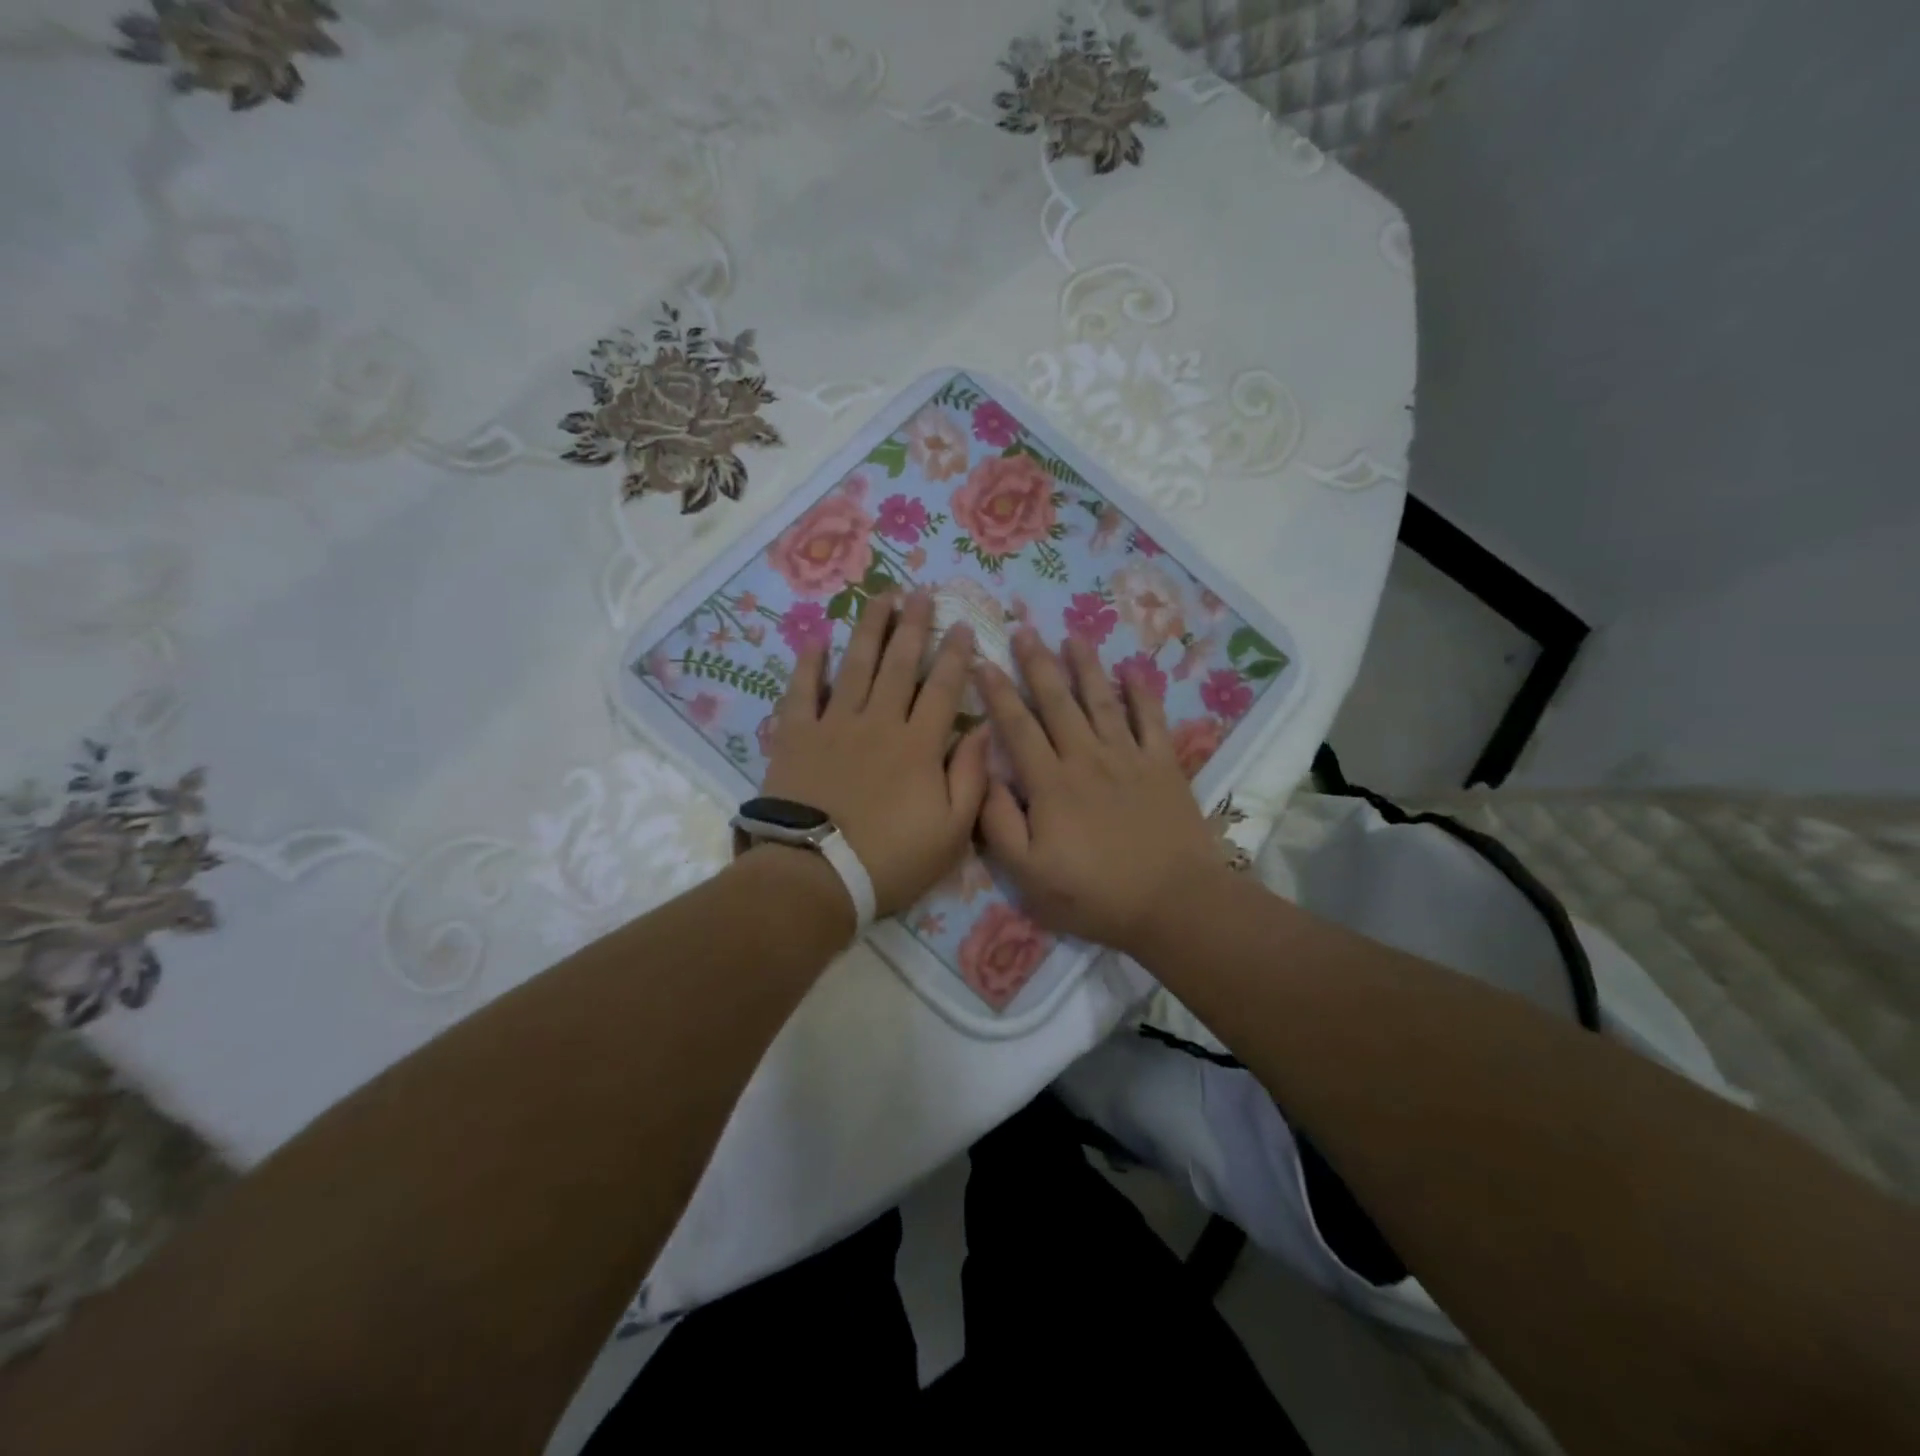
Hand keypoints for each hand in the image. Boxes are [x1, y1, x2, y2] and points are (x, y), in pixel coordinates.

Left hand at [761, 590, 989, 917]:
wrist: (816, 875)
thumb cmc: (890, 860)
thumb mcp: (951, 832)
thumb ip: (971, 778)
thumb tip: (984, 729)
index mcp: (919, 745)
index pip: (942, 688)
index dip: (955, 655)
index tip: (963, 624)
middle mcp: (879, 722)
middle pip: (899, 664)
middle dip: (913, 626)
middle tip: (921, 593)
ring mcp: (834, 724)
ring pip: (855, 665)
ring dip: (870, 629)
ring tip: (880, 597)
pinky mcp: (797, 735)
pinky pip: (802, 690)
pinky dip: (809, 663)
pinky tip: (817, 639)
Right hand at [975, 629, 1227, 956]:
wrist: (1172, 903)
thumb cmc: (1093, 894)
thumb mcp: (1028, 874)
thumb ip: (998, 824)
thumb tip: (983, 776)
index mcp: (1050, 783)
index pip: (1017, 727)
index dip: (997, 693)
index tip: (983, 662)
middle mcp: (1086, 758)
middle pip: (1057, 702)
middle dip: (1037, 664)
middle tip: (1024, 629)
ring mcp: (1129, 758)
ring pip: (1102, 701)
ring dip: (1086, 667)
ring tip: (1073, 637)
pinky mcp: (1164, 766)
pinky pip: (1152, 720)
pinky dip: (1143, 693)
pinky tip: (1134, 670)